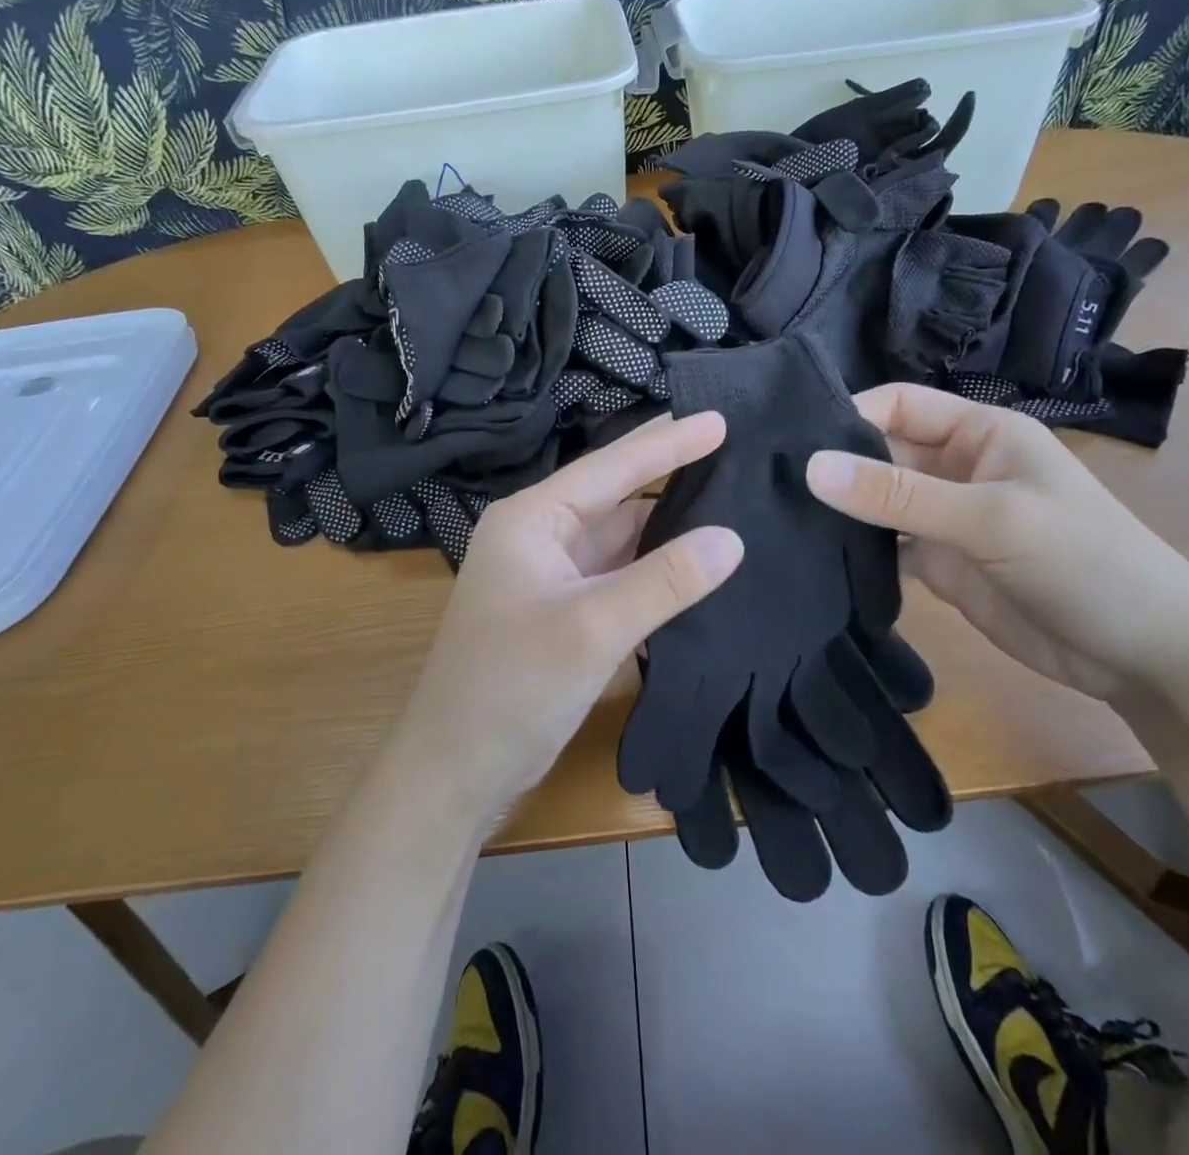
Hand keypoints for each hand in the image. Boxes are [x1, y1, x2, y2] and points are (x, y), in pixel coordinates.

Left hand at [399, 413, 743, 817]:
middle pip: (615, 493)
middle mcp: (539, 535)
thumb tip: (732, 538)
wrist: (455, 771)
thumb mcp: (593, 628)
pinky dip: (654, 566)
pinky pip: (617, 572)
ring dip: (667, 522)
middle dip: (669, 472)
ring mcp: (551, 574)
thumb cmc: (512, 688)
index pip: (611, 466)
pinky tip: (695, 560)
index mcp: (532, 519)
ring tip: (728, 499)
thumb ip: (665, 580)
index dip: (669, 442)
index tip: (722, 418)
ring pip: (619, 534)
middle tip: (733, 449)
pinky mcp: (563, 609)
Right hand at [805, 383, 1188, 700]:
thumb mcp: (990, 519)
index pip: (896, 404)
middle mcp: (955, 466)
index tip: (789, 442)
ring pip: (876, 501)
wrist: (1146, 655)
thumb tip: (810, 467)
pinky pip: (883, 546)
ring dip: (838, 509)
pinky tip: (811, 557)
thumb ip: (899, 495)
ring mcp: (944, 517)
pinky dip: (853, 550)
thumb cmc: (1084, 562)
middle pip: (879, 452)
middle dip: (832, 465)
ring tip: (776, 518)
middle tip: (766, 484)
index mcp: (977, 432)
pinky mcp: (939, 563)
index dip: (847, 415)